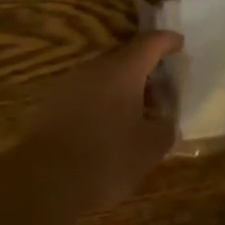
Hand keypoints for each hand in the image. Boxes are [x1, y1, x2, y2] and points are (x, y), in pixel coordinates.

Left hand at [18, 30, 182, 211]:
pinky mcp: (51, 107)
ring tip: (137, 121)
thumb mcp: (151, 148)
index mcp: (122, 72)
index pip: (150, 44)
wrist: (45, 183)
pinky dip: (103, 107)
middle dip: (146, 76)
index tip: (179, 43)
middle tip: (162, 99)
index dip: (167, 42)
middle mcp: (93, 70)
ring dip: (123, 94)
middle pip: (125, 62)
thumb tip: (164, 120)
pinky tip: (108, 133)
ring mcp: (68, 87)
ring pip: (104, 81)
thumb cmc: (107, 159)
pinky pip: (86, 98)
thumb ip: (165, 127)